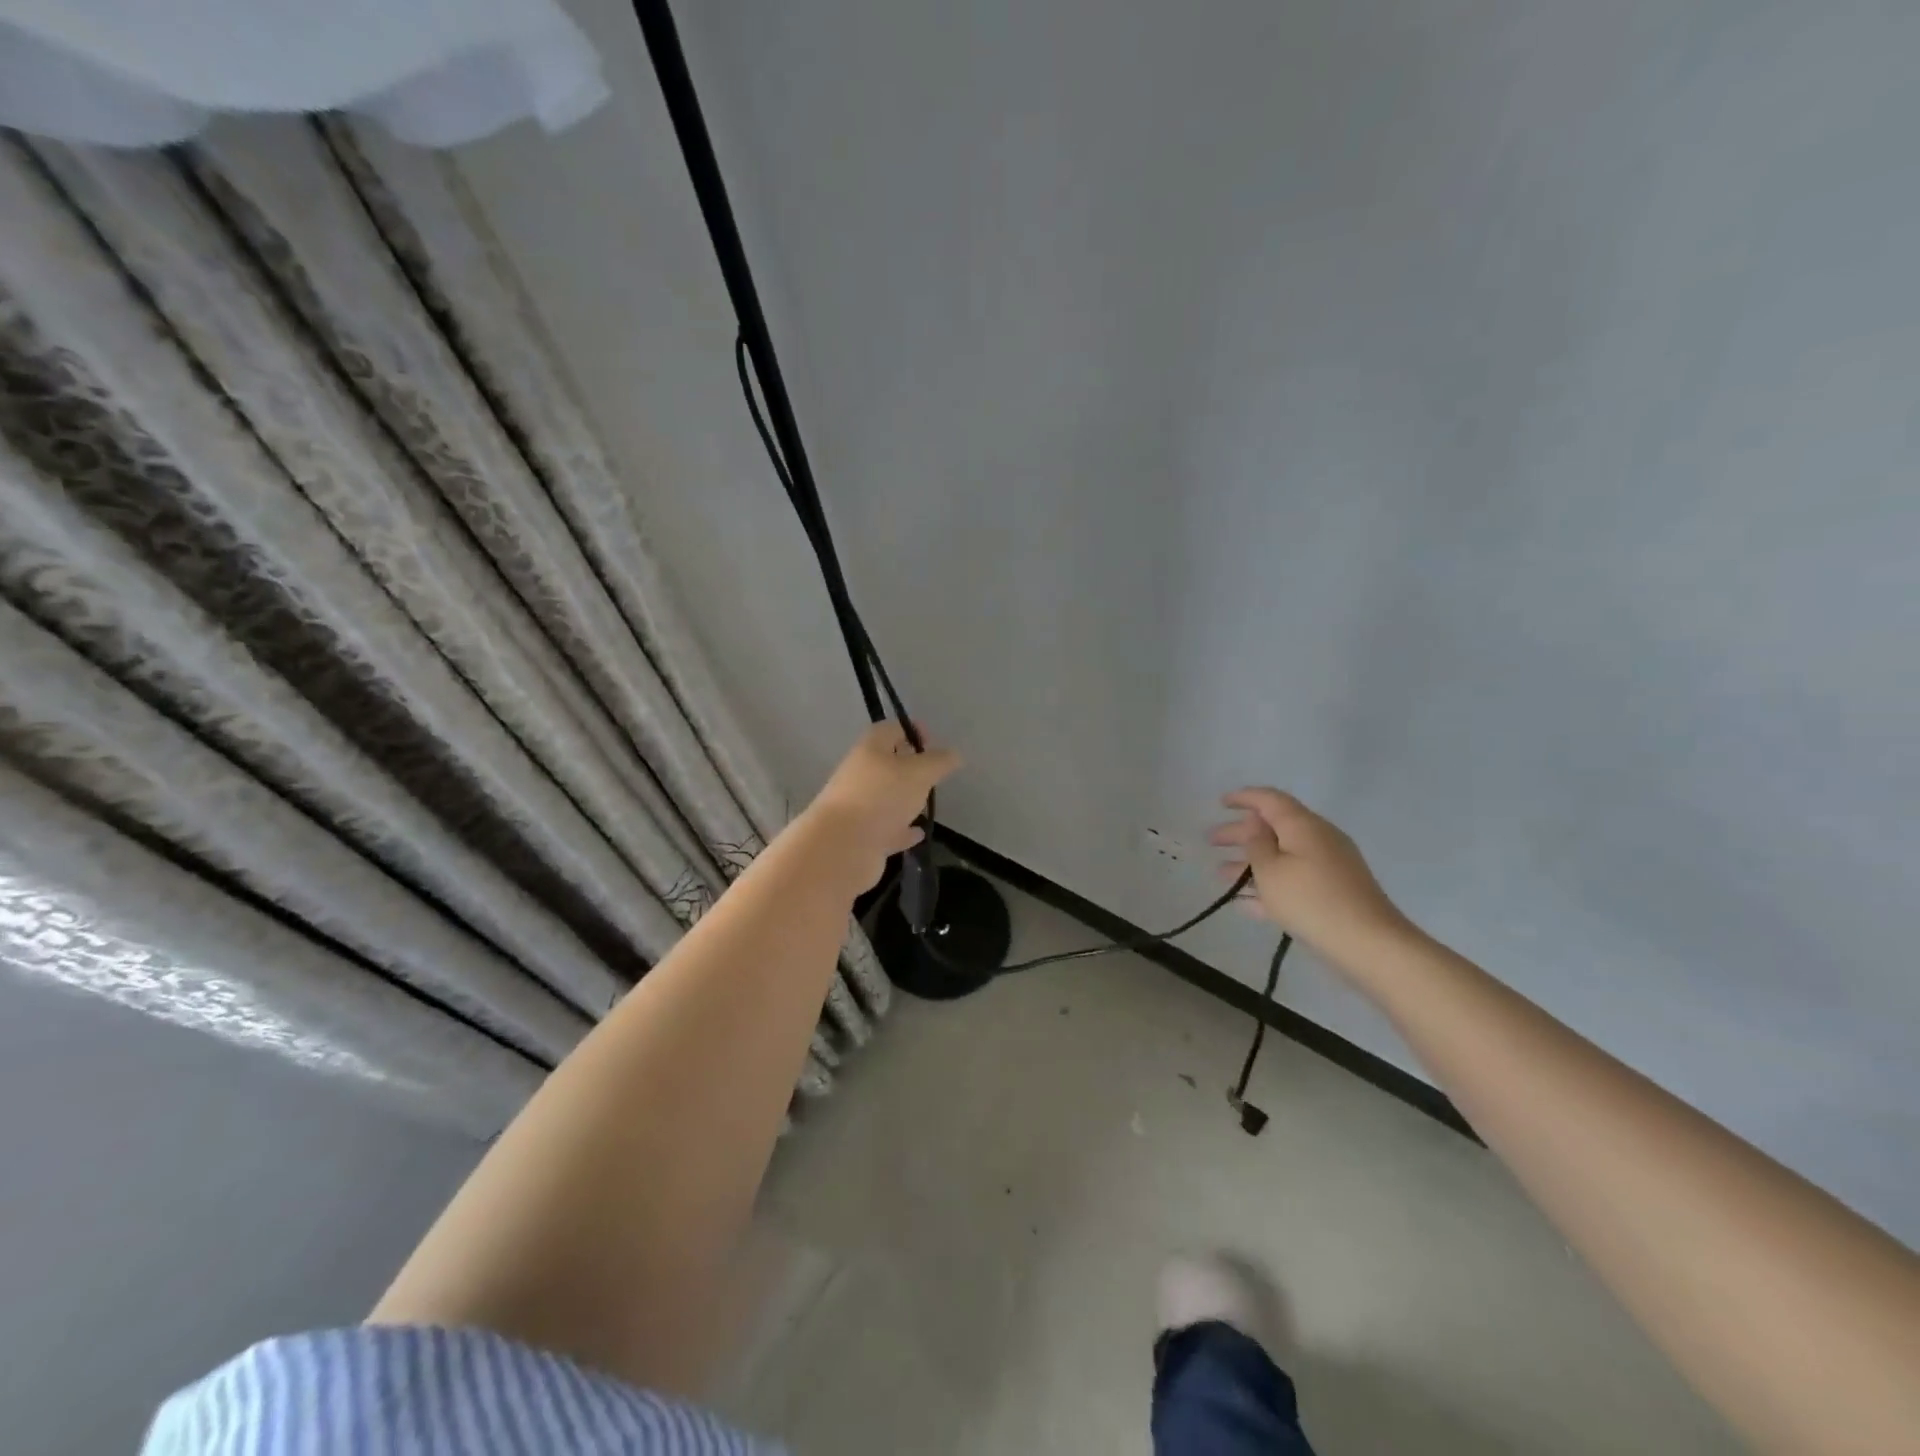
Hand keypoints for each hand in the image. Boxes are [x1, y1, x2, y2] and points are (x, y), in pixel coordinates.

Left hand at [805, 722, 961, 885]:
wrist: (842, 847)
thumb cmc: (881, 798)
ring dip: (905, 800)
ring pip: (885, 798)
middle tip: (934, 776)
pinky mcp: (861, 837)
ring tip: (928, 805)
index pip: (890, 730)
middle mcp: (860, 775)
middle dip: (910, 768)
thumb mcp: (919, 773)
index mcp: (870, 750)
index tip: (933, 743)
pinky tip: (918, 833)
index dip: (911, 730)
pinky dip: (901, 830)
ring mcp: (858, 807)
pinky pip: (885, 829)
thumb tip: (954, 754)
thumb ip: (939, 762)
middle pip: (886, 764)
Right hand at [1209, 789, 1413, 968]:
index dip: (1244, 798)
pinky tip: (1247, 903)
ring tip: (1222, 874)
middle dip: (1241, 833)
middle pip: (1274, 828)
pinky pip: (1295, 879)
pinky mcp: (1335, 892)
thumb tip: (1255, 824)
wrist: (1369, 944)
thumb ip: (1256, 843)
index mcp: (1303, 825)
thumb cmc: (1310, 900)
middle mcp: (1318, 839)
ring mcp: (1330, 866)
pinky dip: (1271, 884)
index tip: (1221, 803)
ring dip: (1252, 862)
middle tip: (1211, 841)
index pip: (1270, 800)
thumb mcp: (1270, 870)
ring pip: (1283, 856)